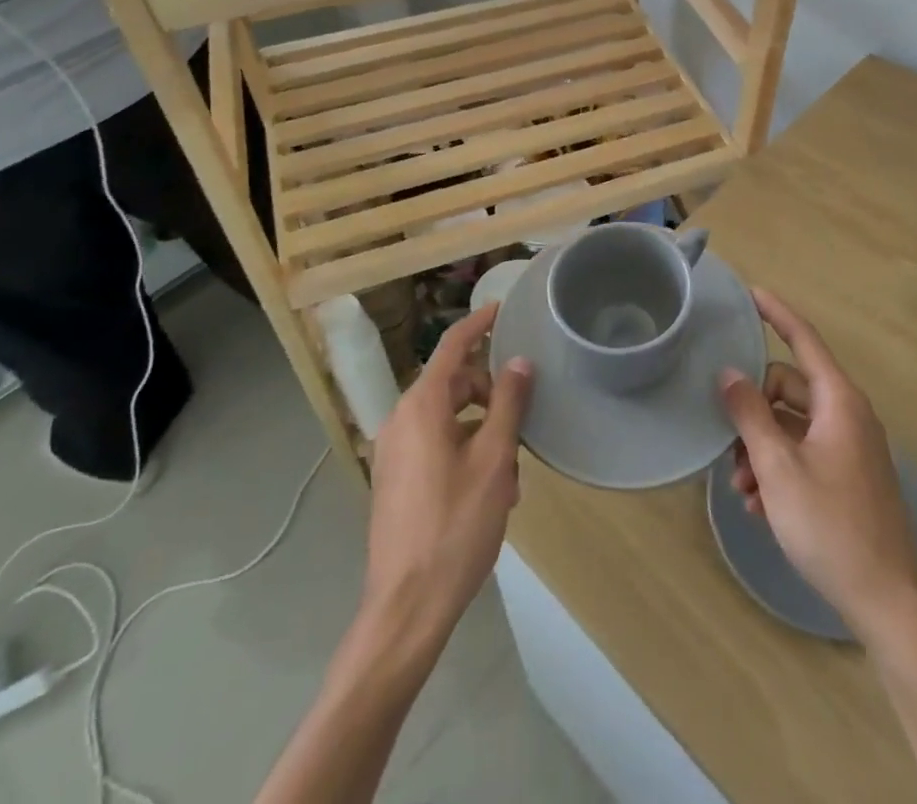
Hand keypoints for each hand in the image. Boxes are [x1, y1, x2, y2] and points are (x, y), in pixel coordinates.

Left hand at [363, 303, 532, 635]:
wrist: (406, 607)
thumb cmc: (455, 526)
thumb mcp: (494, 461)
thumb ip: (507, 404)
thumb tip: (518, 361)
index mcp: (421, 406)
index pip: (453, 346)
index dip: (479, 324)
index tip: (503, 309)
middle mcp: (401, 419)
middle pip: (453, 384)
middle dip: (490, 395)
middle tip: (522, 423)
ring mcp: (394, 451)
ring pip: (447, 419)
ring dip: (482, 431)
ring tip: (512, 473)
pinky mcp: (395, 480)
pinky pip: (435, 446)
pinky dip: (464, 451)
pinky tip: (490, 491)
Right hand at [720, 289, 916, 637]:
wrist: (890, 605)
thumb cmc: (832, 527)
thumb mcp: (779, 468)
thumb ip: (750, 415)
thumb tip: (729, 374)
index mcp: (839, 402)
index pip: (803, 339)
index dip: (776, 313)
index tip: (751, 292)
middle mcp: (847, 416)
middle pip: (787, 388)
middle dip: (752, 412)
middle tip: (727, 446)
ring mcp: (850, 448)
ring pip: (791, 426)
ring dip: (760, 448)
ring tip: (741, 489)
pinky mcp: (848, 477)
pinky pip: (804, 454)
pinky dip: (778, 470)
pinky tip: (760, 507)